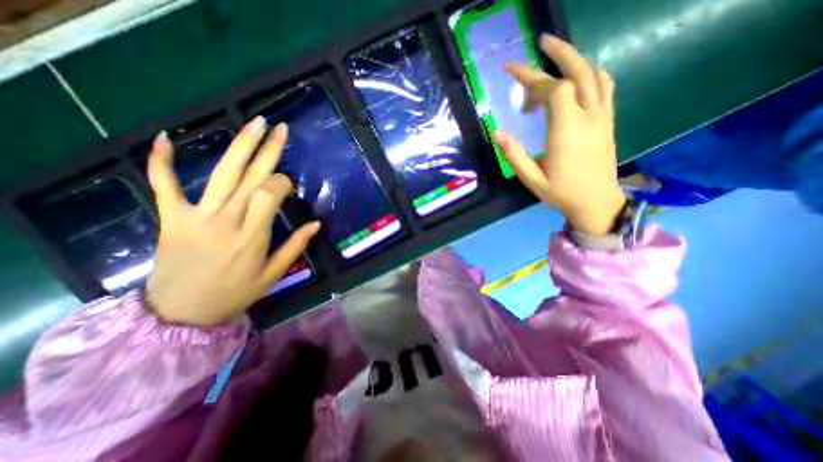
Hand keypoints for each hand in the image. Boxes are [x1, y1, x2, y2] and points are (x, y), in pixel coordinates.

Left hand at [144, 119, 317, 328]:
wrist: (180, 313)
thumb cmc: (235, 294)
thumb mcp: (273, 274)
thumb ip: (295, 246)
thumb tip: (316, 223)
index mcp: (252, 236)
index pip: (270, 194)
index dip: (282, 183)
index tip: (289, 186)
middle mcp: (227, 220)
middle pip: (251, 177)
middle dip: (268, 151)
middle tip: (280, 129)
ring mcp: (196, 216)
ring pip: (221, 175)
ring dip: (239, 146)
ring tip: (254, 124)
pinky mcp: (172, 218)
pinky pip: (164, 186)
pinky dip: (161, 162)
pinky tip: (166, 137)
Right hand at [495, 34, 623, 236]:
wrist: (596, 203)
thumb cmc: (561, 193)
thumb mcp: (531, 179)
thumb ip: (514, 155)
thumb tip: (497, 132)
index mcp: (567, 131)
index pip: (554, 90)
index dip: (532, 79)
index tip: (512, 76)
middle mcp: (588, 117)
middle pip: (578, 73)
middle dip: (558, 53)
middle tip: (542, 42)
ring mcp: (602, 117)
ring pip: (595, 76)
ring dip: (576, 59)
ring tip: (557, 54)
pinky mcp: (607, 122)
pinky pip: (604, 88)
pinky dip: (590, 74)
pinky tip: (577, 77)